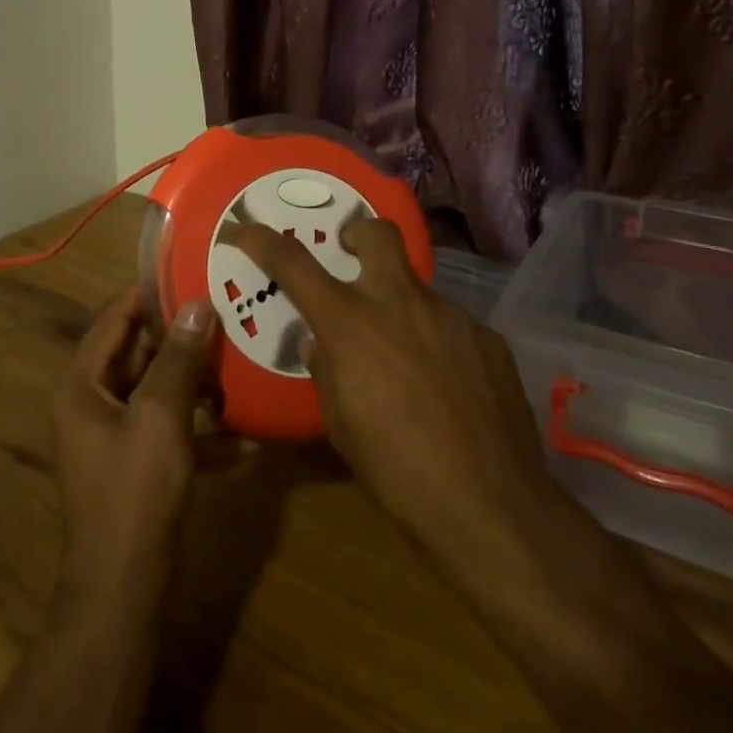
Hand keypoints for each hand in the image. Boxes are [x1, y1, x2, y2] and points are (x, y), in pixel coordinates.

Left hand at [52, 286, 222, 609]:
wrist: (124, 591)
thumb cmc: (135, 494)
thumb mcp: (161, 418)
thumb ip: (179, 359)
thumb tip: (196, 304)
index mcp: (83, 383)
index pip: (113, 318)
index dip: (148, 292)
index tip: (188, 269)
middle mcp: (92, 402)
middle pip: (138, 352)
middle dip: (181, 336)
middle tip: (226, 309)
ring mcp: (115, 435)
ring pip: (158, 390)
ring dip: (196, 380)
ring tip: (240, 359)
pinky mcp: (138, 464)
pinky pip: (170, 429)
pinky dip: (201, 428)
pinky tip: (246, 436)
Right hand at [225, 219, 556, 576]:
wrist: (490, 503)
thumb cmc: (396, 469)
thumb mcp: (340, 423)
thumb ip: (326, 370)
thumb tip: (323, 344)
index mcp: (351, 322)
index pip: (293, 263)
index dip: (261, 239)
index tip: (242, 229)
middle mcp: (401, 302)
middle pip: (377, 233)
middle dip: (358, 235)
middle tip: (351, 258)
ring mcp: (451, 315)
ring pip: (417, 289)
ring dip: (401, 308)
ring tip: (406, 360)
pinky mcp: (488, 338)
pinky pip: (451, 326)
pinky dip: (437, 342)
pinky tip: (447, 387)